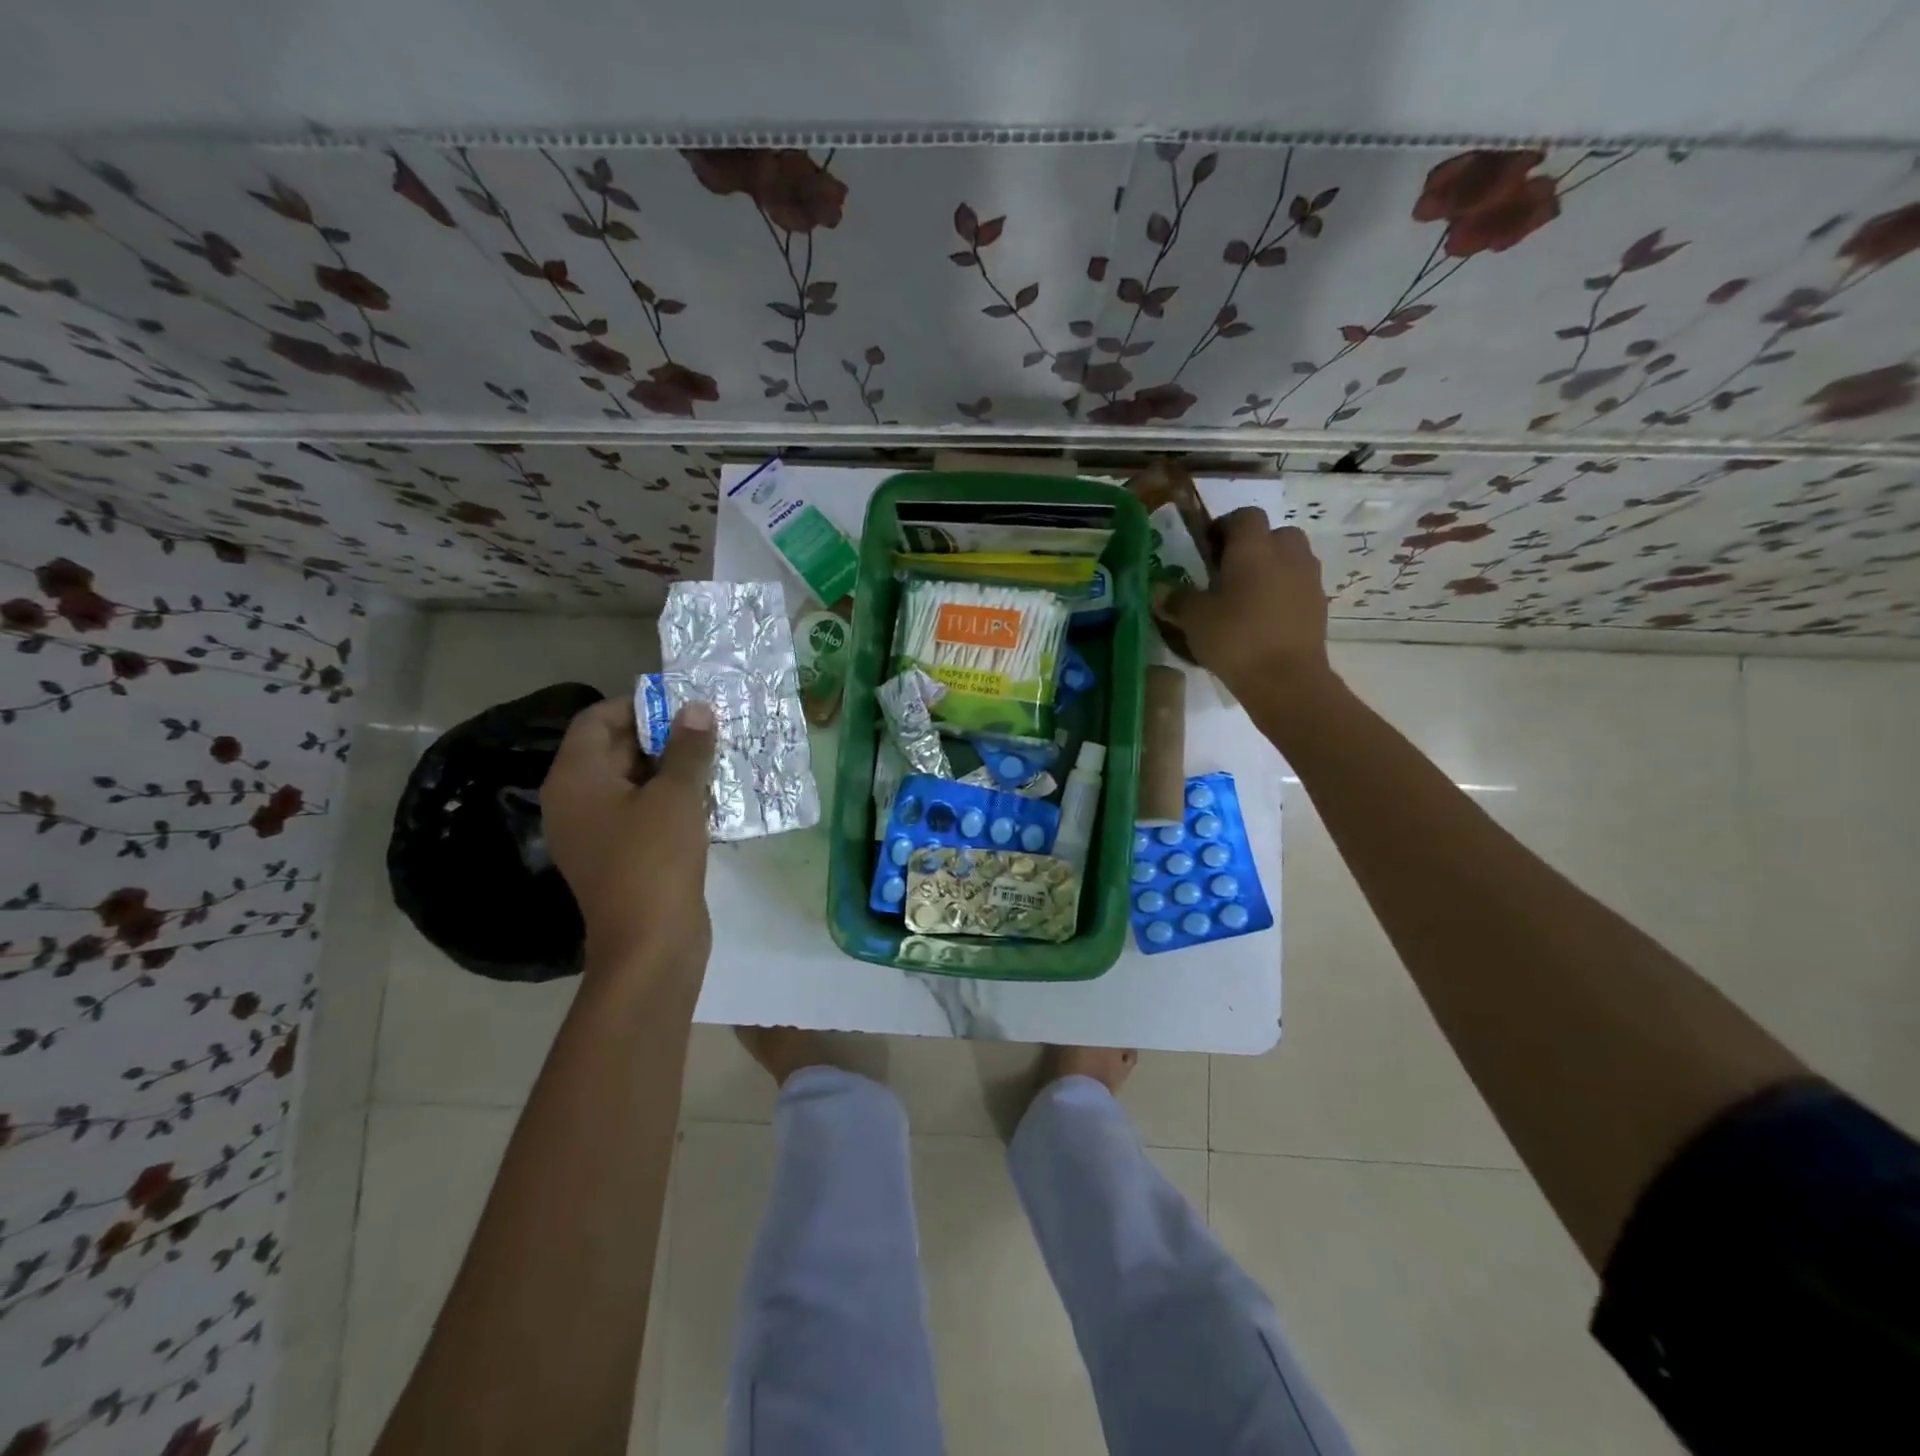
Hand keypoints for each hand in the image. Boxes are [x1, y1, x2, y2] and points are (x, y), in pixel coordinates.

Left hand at [542, 697, 716, 977]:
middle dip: (661, 735)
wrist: (650, 943)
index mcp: (576, 778)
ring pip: (632, 781)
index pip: (598, 720)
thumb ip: (688, 748)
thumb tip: (696, 709)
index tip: (683, 702)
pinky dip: (670, 798)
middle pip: (613, 748)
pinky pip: (641, 811)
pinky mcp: (619, 855)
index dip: (638, 705)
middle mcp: (576, 800)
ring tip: (714, 755)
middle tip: (707, 726)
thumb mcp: (677, 795)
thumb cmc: (655, 859)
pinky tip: (709, 795)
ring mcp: (596, 831)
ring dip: (671, 767)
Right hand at [1154, 507, 1331, 696]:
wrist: (1286, 680)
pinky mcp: (1319, 606)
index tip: (1206, 548)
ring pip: (1290, 559)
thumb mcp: (1194, 619)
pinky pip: (1298, 586)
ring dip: (1271, 568)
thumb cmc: (1236, 639)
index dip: (1224, 526)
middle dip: (1253, 546)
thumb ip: (1177, 599)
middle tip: (1228, 571)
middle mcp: (1287, 554)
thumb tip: (1159, 590)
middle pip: (1274, 534)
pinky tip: (1263, 619)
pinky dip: (1283, 593)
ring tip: (1245, 597)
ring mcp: (1308, 579)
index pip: (1244, 516)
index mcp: (1254, 548)